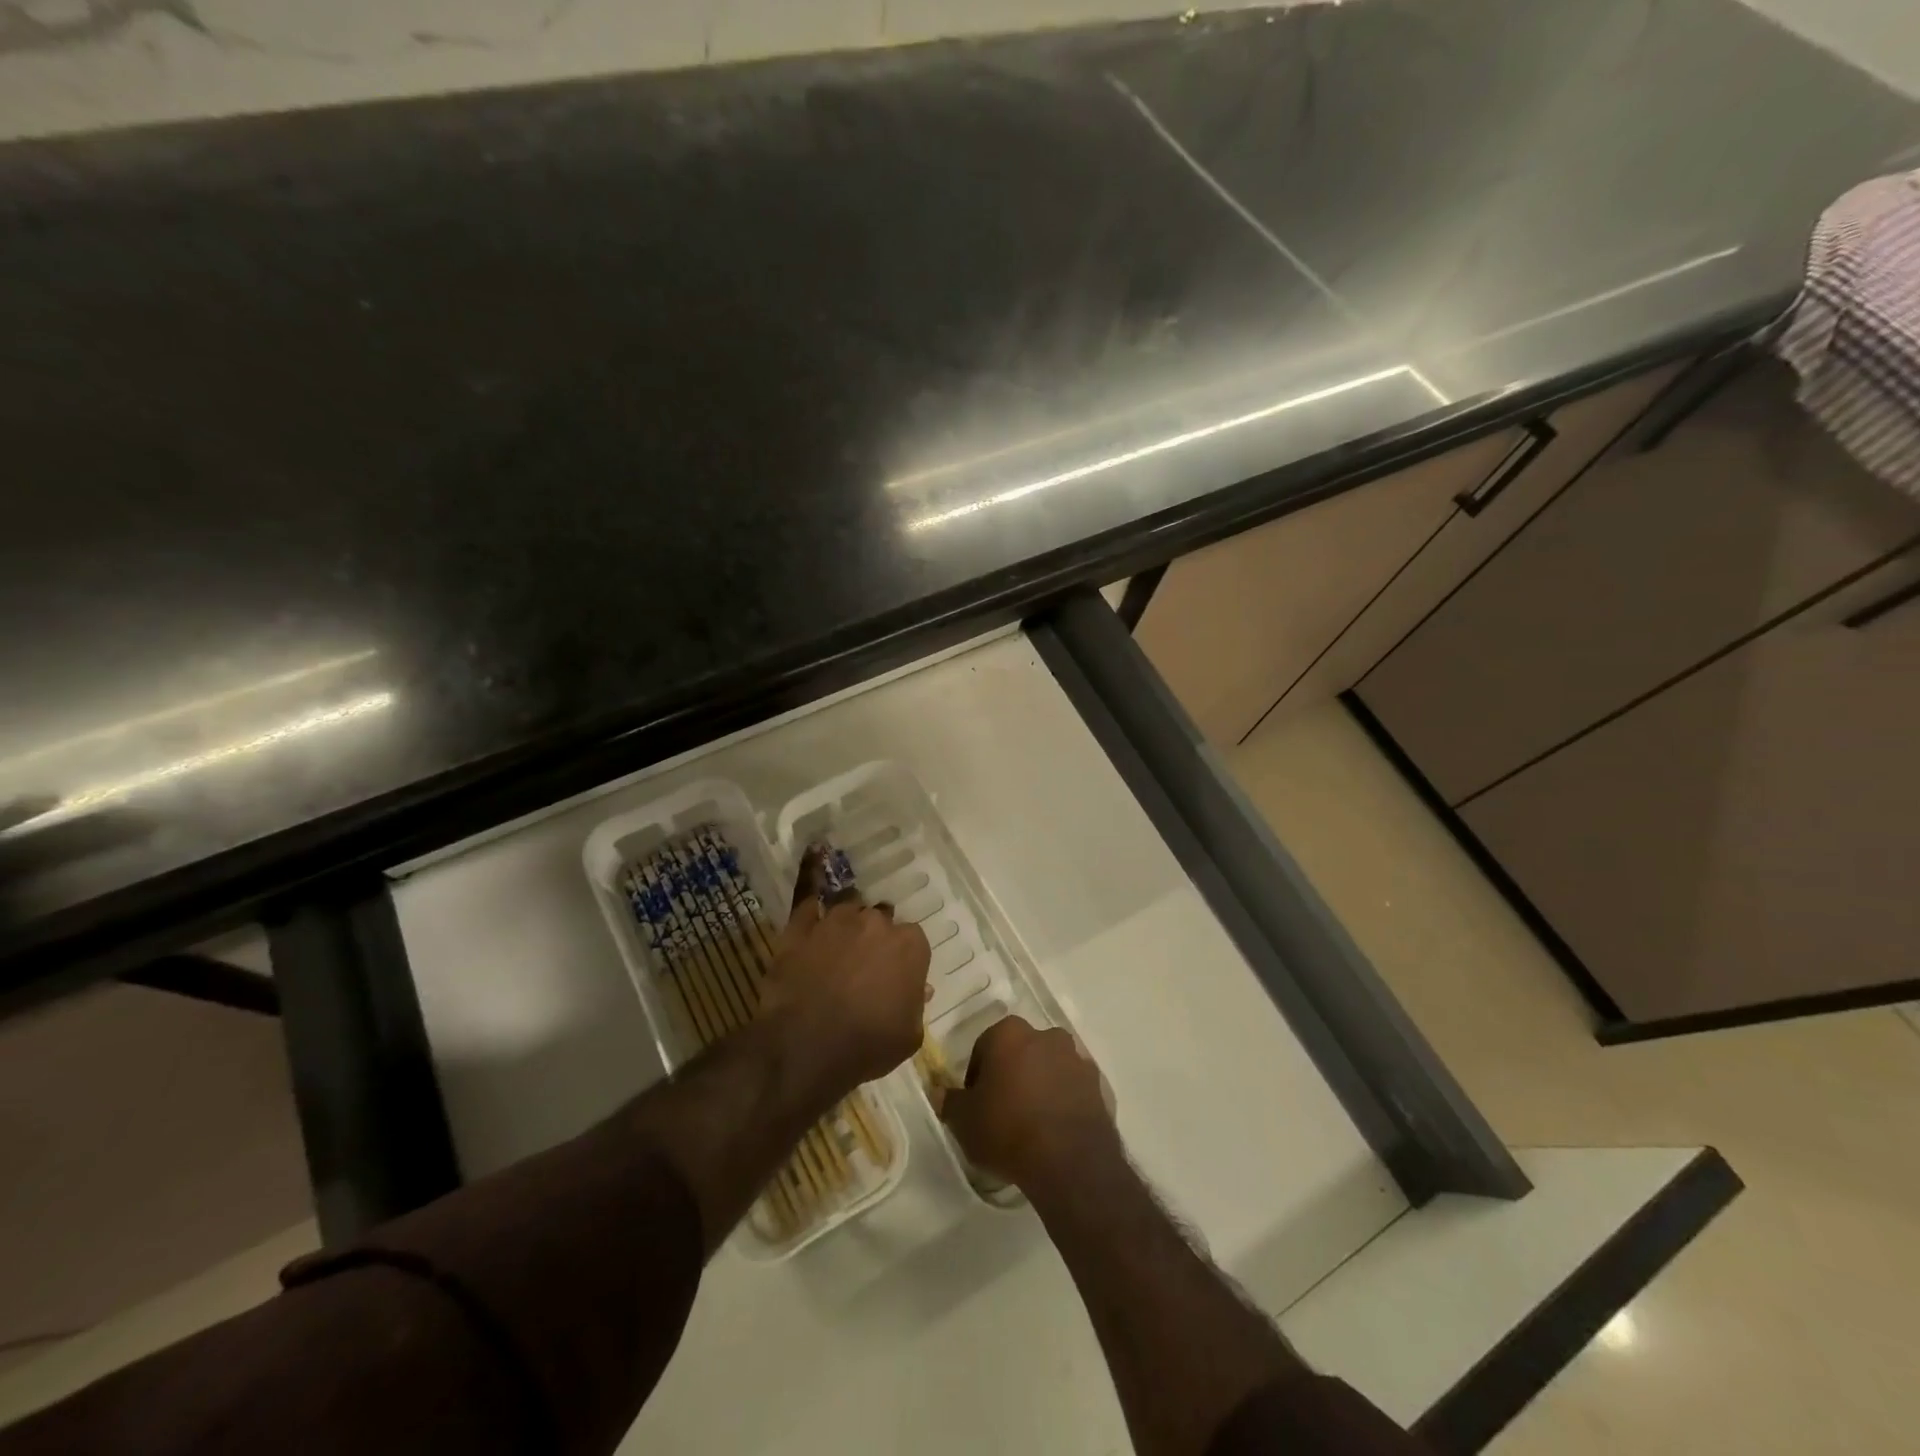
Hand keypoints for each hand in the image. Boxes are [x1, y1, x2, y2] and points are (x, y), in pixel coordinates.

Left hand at [758, 865, 929, 1094]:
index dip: (902, 961)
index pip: (913, 942)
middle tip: (864, 967)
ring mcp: (836, 920)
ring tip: (838, 940)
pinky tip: (813, 853)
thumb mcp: (909, 1035)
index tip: (893, 980)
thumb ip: (916, 1005)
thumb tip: (919, 989)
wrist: (806, 1048)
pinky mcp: (801, 925)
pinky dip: (810, 873)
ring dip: (848, 921)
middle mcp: (876, 923)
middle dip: (875, 939)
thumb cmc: (867, 1045)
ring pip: (849, 908)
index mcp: (909, 945)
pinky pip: (807, 893)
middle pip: (881, 921)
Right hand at [935, 1017, 1119, 1193]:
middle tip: (1002, 1111)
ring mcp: (1075, 1058)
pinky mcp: (1097, 1085)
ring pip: (1048, 1067)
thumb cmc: (1008, 1129)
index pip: (984, 1047)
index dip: (977, 1076)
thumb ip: (949, 1101)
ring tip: (1030, 1123)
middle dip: (1011, 1074)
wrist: (1069, 1161)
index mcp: (1010, 1033)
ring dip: (1038, 1085)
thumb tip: (938, 1092)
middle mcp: (1045, 1035)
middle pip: (1020, 1052)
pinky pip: (1071, 1088)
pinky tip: (1054, 1131)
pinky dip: (1062, 1101)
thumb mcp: (964, 1121)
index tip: (976, 1103)